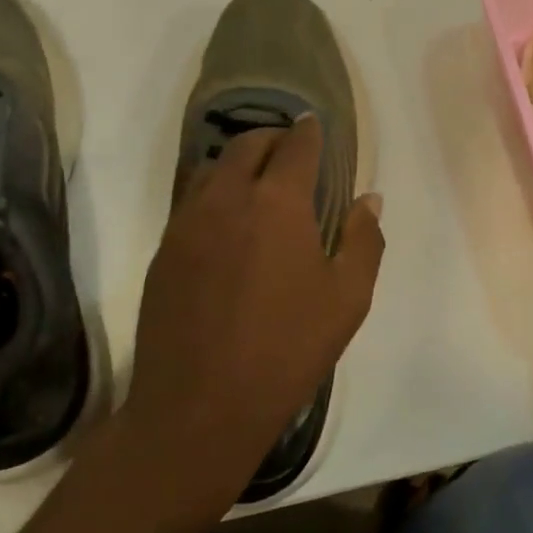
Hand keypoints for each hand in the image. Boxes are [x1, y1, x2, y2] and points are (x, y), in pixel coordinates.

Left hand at [118, 117, 383, 513]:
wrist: (199, 406)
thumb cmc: (287, 349)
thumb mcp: (348, 298)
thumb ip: (364, 239)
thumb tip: (369, 199)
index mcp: (278, 202)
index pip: (295, 146)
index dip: (309, 131)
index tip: (315, 125)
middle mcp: (227, 198)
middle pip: (247, 145)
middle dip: (272, 138)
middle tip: (290, 149)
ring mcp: (187, 224)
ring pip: (212, 169)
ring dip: (238, 162)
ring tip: (257, 180)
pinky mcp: (163, 252)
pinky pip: (190, 202)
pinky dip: (214, 193)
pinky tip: (227, 222)